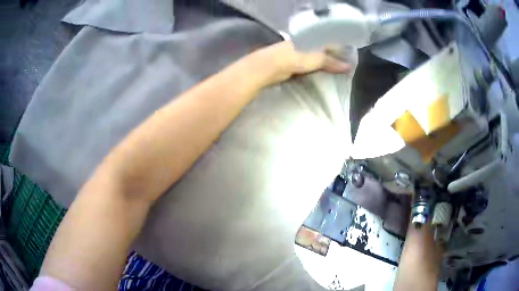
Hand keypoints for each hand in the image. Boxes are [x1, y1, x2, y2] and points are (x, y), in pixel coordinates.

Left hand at [248, 41, 350, 86]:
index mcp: (312, 37)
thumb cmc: (296, 57)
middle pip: (322, 50)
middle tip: (345, 68)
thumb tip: (349, 67)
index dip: (339, 49)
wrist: (271, 66)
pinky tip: (323, 76)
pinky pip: (309, 66)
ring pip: (316, 58)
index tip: (349, 58)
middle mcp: (306, 43)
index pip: (329, 41)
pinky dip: (316, 70)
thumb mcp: (317, 58)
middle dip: (333, 58)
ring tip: (337, 74)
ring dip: (325, 66)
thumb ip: (332, 62)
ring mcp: (299, 53)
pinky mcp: (294, 63)